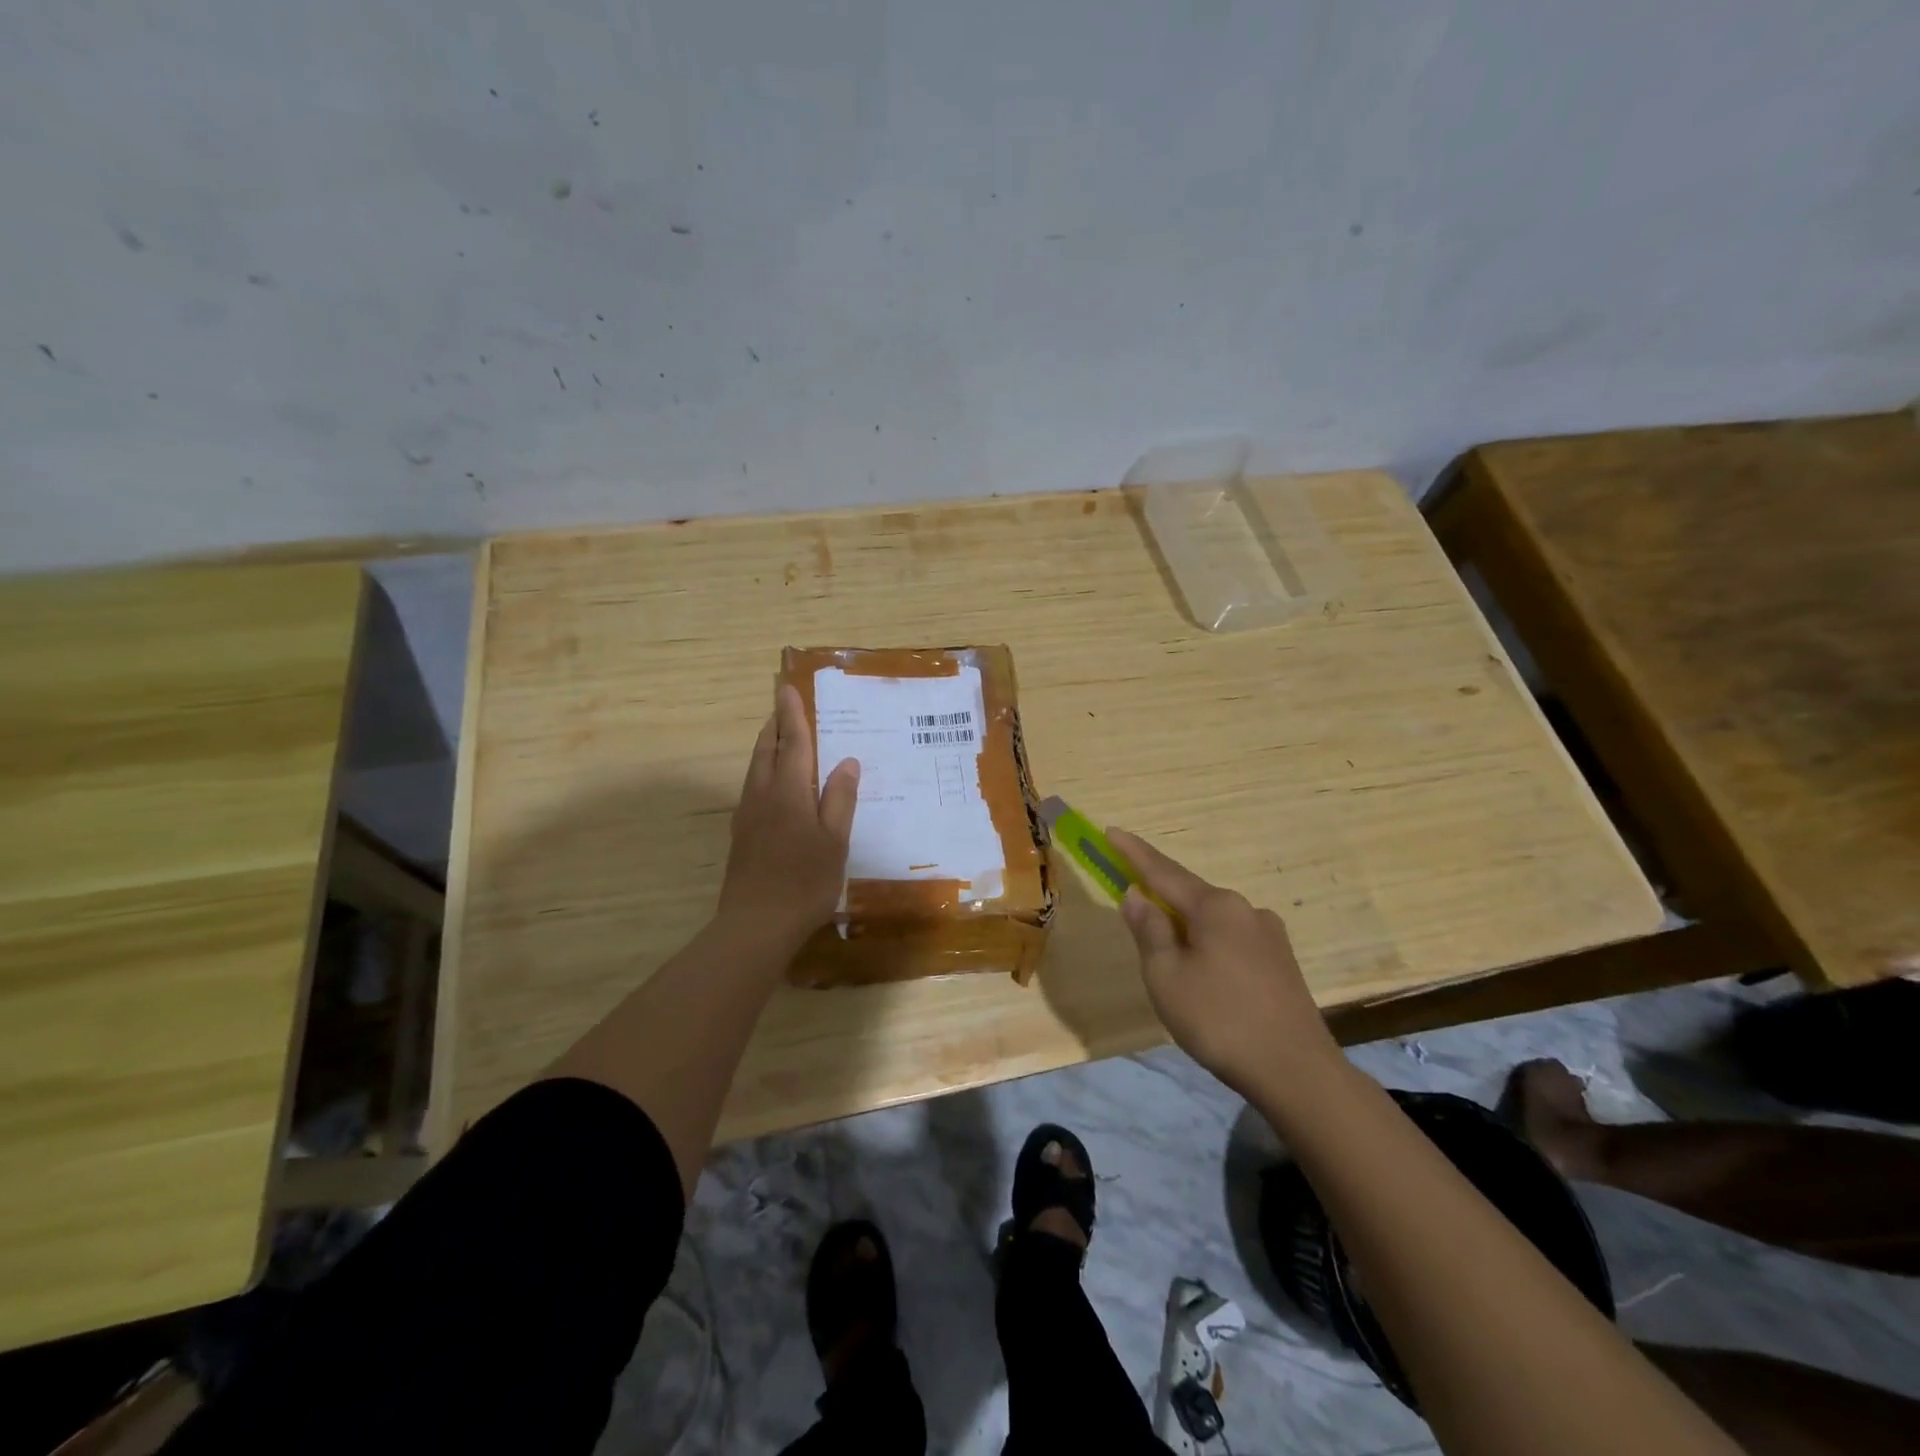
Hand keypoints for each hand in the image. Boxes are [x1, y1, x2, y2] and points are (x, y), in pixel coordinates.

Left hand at [717, 684, 859, 948]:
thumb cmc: (803, 881)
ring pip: (756, 769)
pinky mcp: (742, 836)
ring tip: (782, 739)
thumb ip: (839, 799)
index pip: (792, 743)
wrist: (755, 925)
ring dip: (768, 748)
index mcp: (788, 792)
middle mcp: (762, 796)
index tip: (788, 688)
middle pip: (766, 751)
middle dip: (776, 726)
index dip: (792, 715)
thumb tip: (848, 761)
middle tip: (785, 707)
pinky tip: (776, 786)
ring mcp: (747, 816)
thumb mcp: (834, 841)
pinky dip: (765, 772)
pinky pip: (753, 788)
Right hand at [1109, 827, 1340, 1095]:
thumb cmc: (1219, 1020)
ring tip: (1167, 955)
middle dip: (1160, 894)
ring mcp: (1269, 935)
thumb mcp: (1167, 976)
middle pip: (1190, 894)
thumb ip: (1149, 930)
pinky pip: (1231, 939)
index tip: (1111, 831)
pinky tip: (1203, 973)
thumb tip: (1137, 895)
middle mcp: (1245, 909)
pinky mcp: (1281, 962)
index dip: (1133, 853)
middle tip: (1132, 901)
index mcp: (1215, 907)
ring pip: (1212, 919)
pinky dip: (1207, 943)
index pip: (1163, 872)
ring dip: (1185, 924)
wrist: (1296, 1072)